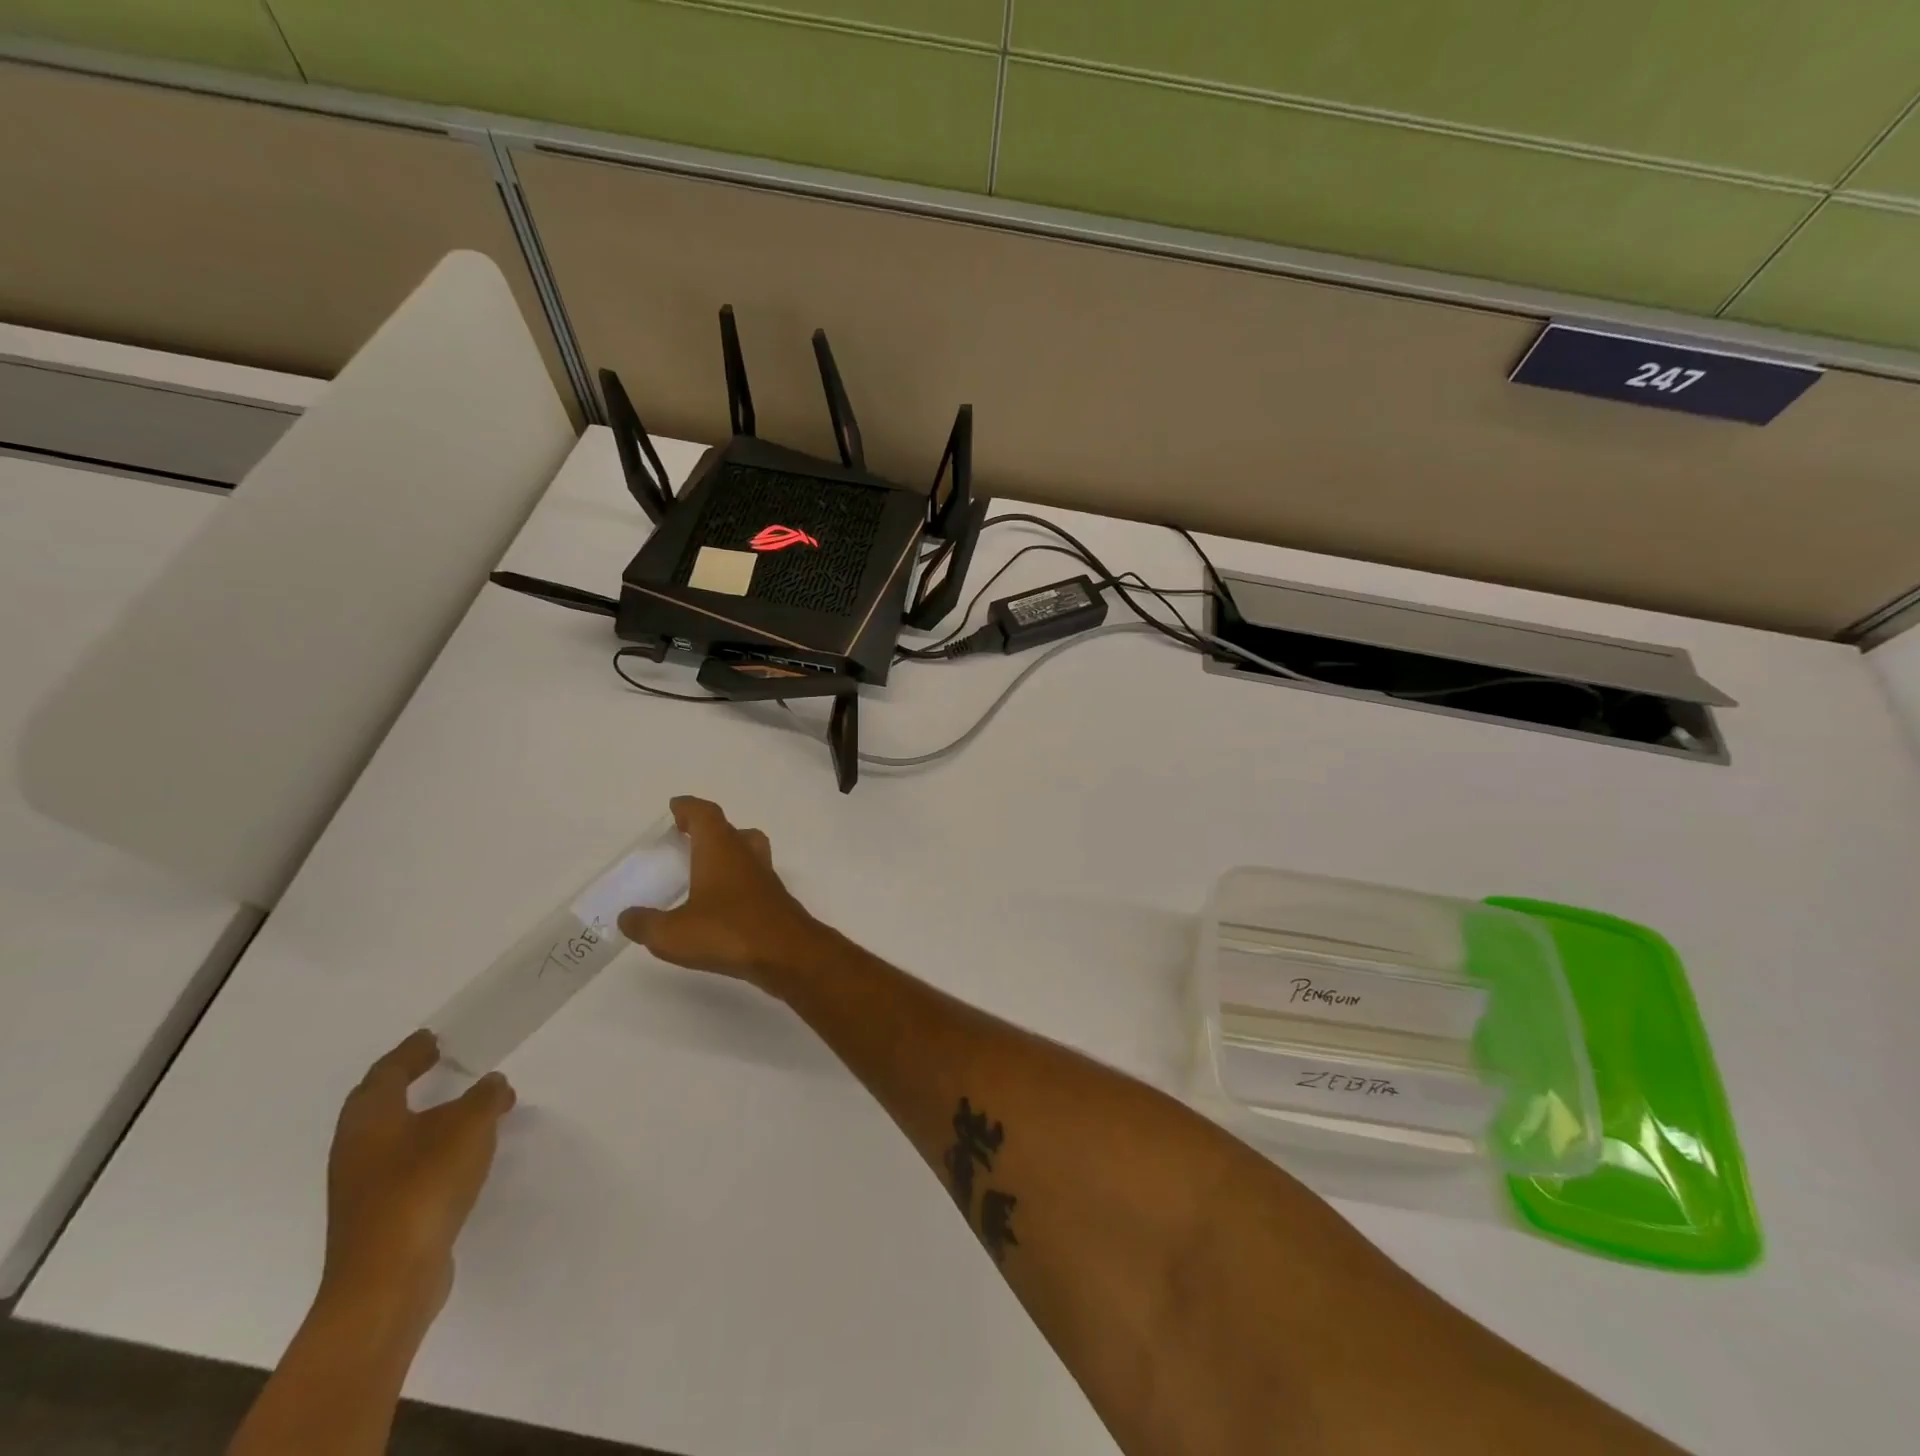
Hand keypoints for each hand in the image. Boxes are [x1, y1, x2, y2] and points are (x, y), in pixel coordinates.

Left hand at [323, 1031, 515, 1323]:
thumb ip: (485, 1097)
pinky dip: (431, 1147)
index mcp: (370, 1119)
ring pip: (394, 1135)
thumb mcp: (469, 1126)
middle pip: (380, 1103)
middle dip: (410, 1081)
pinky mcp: (379, 1214)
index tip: (433, 1037)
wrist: (388, 1280)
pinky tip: (460, 1153)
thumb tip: (492, 1085)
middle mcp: (356, 1148)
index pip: (387, 1072)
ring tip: (467, 1107)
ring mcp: (362, 1186)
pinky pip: (406, 1163)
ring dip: (427, 1116)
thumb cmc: (423, 1186)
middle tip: (443, 1063)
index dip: (411, 1052)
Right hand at [618, 796, 821, 986]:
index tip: (675, 808)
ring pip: (747, 851)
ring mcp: (765, 876)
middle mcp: (746, 855)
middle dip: (708, 830)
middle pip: (730, 829)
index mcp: (721, 849)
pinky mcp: (775, 899)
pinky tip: (722, 904)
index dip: (689, 808)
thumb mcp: (672, 933)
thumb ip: (645, 924)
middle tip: (687, 839)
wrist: (788, 953)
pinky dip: (737, 881)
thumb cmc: (728, 932)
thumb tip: (627, 917)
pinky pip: (753, 878)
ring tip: (703, 870)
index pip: (706, 814)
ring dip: (727, 853)